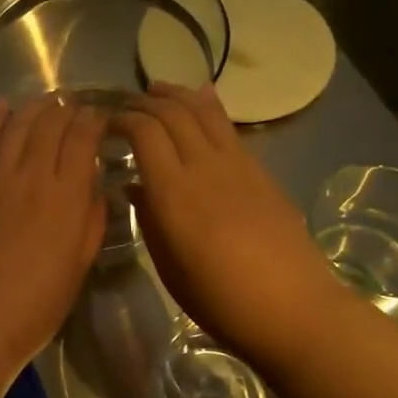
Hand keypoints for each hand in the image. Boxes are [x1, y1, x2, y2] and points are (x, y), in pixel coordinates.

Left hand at [0, 97, 108, 372]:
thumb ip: (90, 219)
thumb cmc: (37, 304)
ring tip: (46, 101)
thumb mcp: (79, 264)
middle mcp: (32, 175)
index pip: (83, 137)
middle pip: (51, 123)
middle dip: (67, 109)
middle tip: (75, 107)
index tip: (101, 117)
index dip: (94, 120)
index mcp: (66, 195)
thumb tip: (94, 185)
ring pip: (18, 126)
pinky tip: (4, 105)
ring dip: (35, 108)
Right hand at [115, 83, 347, 366]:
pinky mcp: (260, 171)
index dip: (120, 119)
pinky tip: (200, 101)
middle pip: (172, 114)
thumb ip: (148, 219)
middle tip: (124, 105)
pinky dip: (208, 107)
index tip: (104, 122)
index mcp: (173, 192)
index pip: (143, 132)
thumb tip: (134, 187)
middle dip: (143, 102)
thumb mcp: (169, 265)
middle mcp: (204, 166)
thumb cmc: (220, 300)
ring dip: (177, 95)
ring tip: (158, 88)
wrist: (293, 309)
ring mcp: (237, 165)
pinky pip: (228, 127)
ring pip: (203, 112)